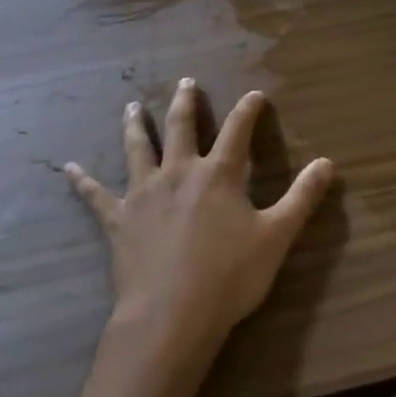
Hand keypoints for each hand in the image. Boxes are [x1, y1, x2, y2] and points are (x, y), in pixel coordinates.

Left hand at [64, 79, 334, 358]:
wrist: (171, 315)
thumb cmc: (230, 276)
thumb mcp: (277, 236)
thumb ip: (302, 197)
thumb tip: (327, 162)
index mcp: (219, 174)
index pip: (238, 130)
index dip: (248, 110)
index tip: (255, 94)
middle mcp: (179, 172)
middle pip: (182, 128)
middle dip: (187, 103)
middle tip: (186, 82)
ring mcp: (144, 193)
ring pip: (138, 149)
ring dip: (136, 125)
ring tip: (132, 105)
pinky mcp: (118, 220)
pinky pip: (96, 195)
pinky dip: (82, 181)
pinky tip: (68, 167)